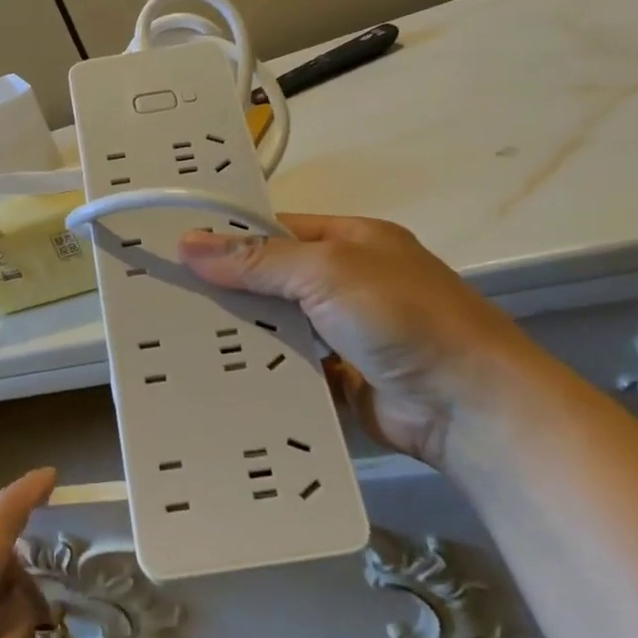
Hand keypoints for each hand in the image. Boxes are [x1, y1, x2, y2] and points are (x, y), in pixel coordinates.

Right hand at [178, 215, 544, 465]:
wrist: (471, 408)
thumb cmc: (401, 317)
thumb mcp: (327, 272)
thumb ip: (258, 260)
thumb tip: (189, 245)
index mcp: (351, 240)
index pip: (277, 230)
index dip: (230, 238)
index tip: (178, 251)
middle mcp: (348, 281)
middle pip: (274, 279)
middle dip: (229, 289)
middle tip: (167, 299)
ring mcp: (347, 333)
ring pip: (280, 325)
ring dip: (243, 332)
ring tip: (181, 338)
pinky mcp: (343, 378)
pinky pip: (292, 367)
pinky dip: (263, 371)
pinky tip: (221, 376)